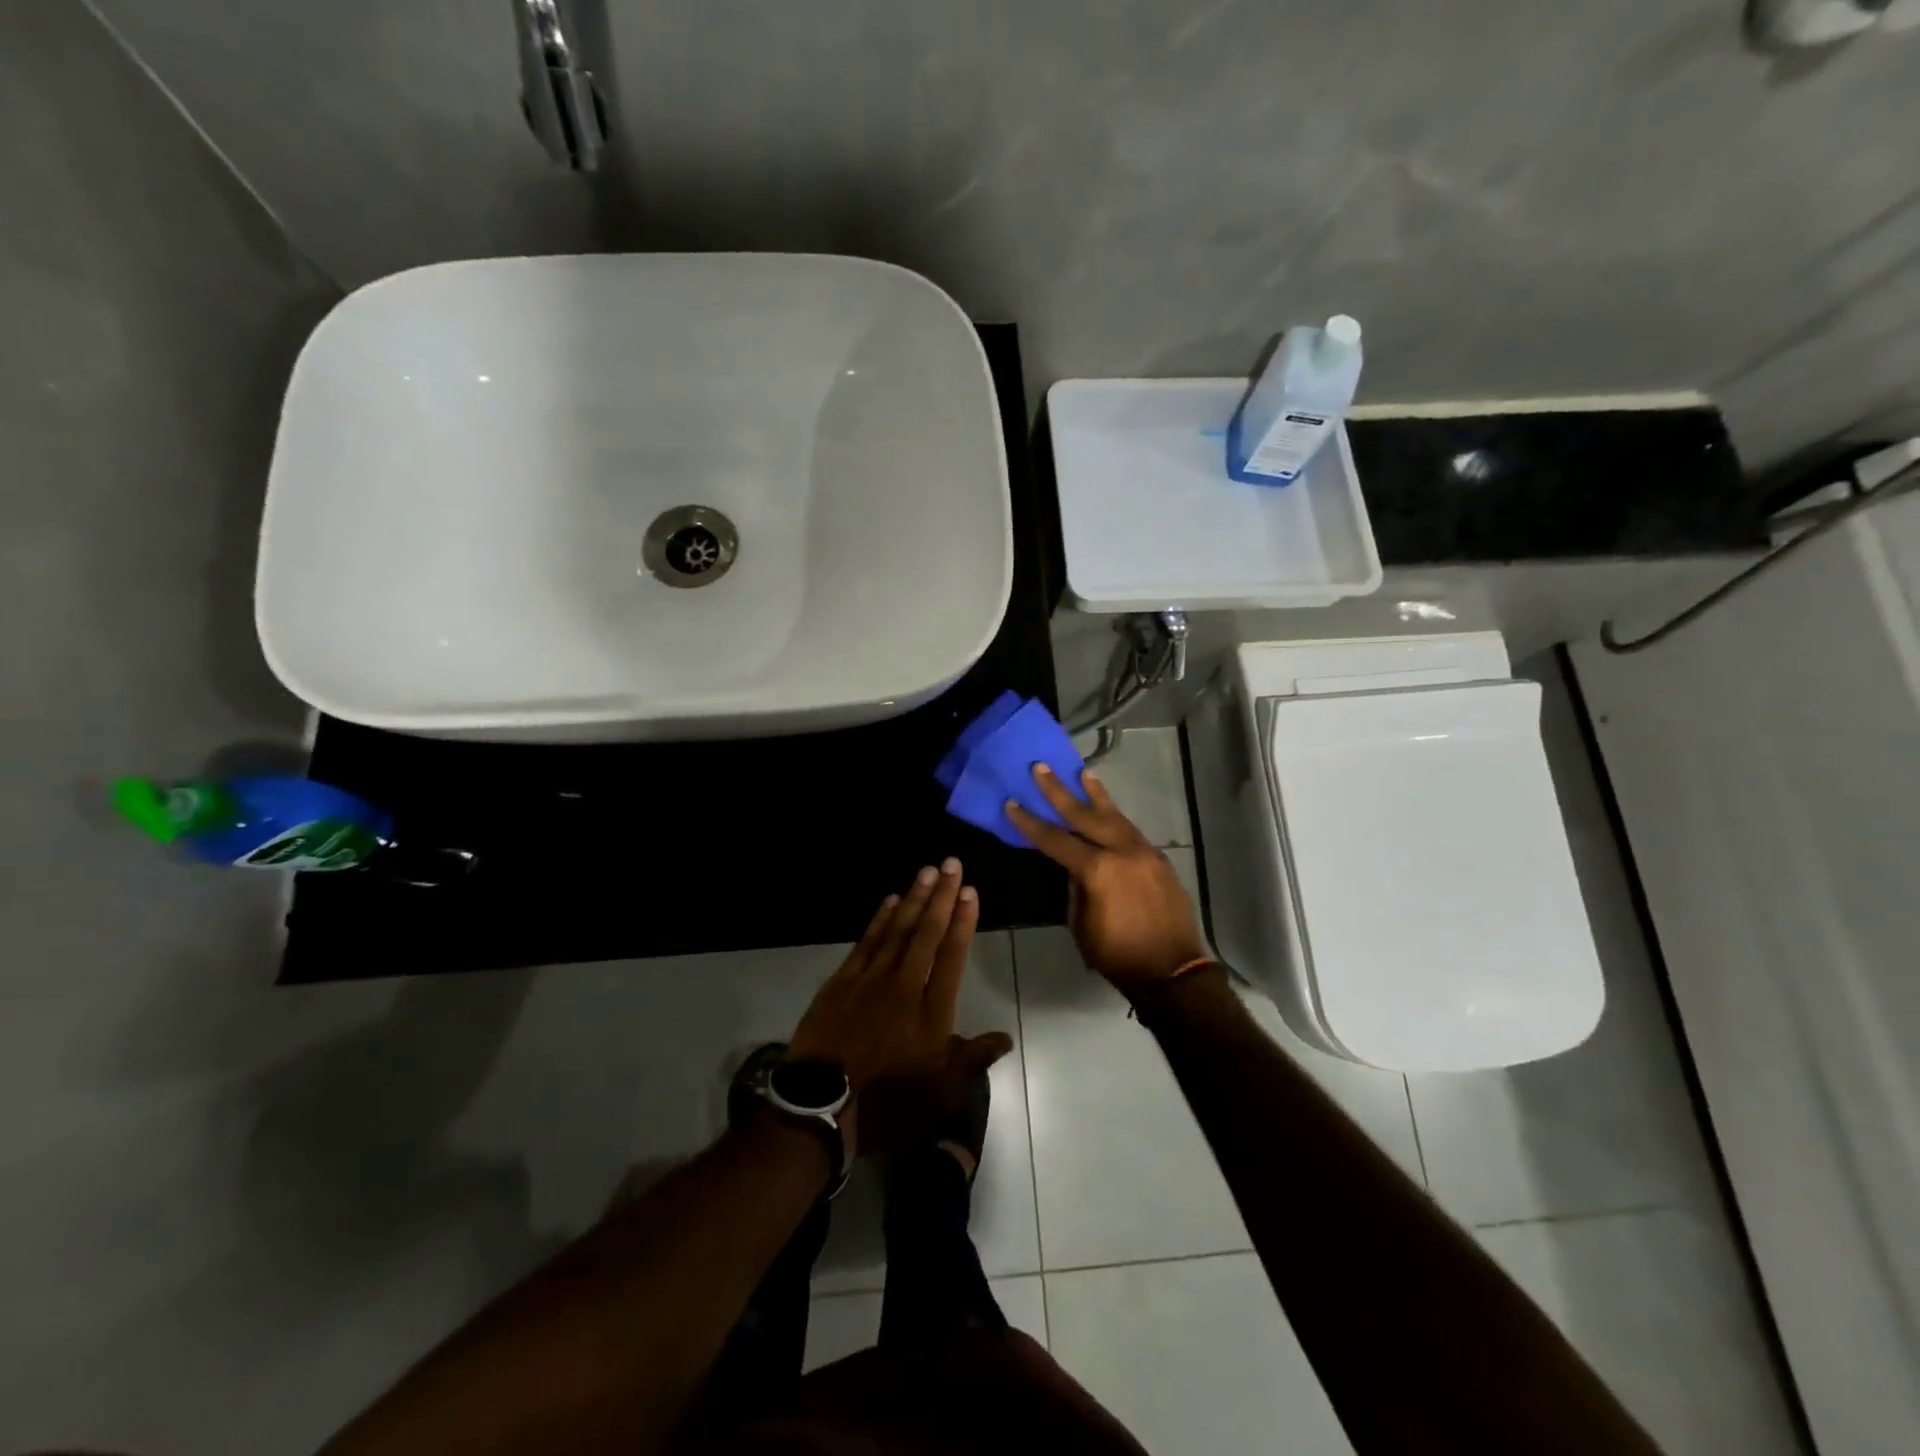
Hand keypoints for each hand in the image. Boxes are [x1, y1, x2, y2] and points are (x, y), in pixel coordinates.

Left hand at [790, 860, 1011, 1158]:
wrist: (822, 1108)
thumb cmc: (888, 1103)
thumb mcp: (939, 1092)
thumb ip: (972, 1060)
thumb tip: (1005, 1038)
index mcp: (931, 1013)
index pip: (952, 957)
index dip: (962, 923)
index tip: (970, 893)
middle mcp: (904, 987)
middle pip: (927, 934)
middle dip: (942, 897)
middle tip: (952, 864)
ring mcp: (870, 981)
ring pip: (897, 930)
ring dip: (914, 899)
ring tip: (928, 871)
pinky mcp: (842, 982)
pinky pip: (866, 942)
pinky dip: (879, 919)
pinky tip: (891, 900)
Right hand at [1006, 764, 1211, 995]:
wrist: (1173, 971)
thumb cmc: (1118, 955)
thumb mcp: (1082, 925)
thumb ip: (1075, 889)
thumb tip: (1073, 868)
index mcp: (1097, 870)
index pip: (1055, 839)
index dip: (1030, 822)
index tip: (1012, 803)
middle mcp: (1121, 851)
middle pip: (1084, 814)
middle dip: (1059, 791)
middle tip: (1041, 767)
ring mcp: (1144, 852)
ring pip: (1114, 816)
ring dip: (1095, 795)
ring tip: (1082, 773)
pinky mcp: (1158, 859)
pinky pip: (1131, 830)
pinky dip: (1116, 817)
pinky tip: (1108, 810)